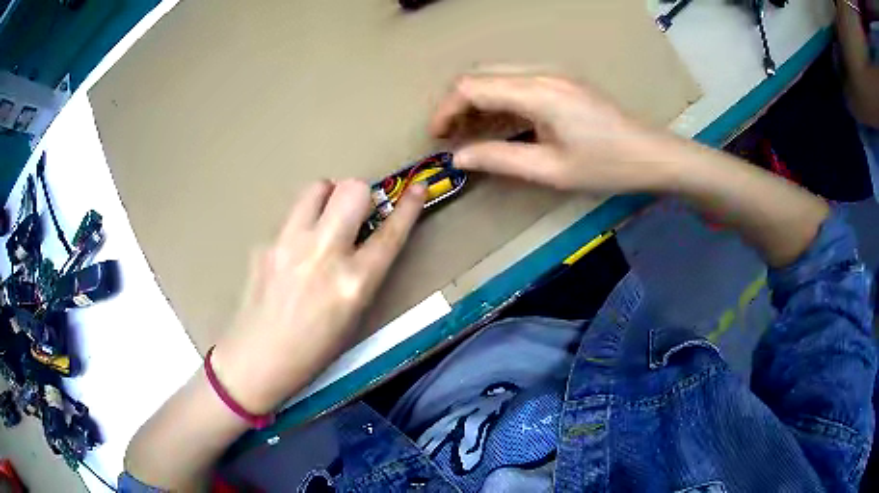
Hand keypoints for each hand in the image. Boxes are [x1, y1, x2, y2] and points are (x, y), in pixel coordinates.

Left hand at [211, 180, 425, 413]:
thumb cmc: (313, 350)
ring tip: (323, 219)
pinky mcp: (265, 243)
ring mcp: (289, 244)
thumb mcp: (353, 316)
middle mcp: (324, 254)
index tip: (418, 186)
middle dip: (360, 194)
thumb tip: (364, 238)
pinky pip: (291, 218)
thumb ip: (363, 273)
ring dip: (328, 197)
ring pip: (317, 188)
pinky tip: (292, 253)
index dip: (409, 206)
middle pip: (352, 189)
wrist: (258, 359)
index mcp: (354, 282)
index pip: (391, 232)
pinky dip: (301, 225)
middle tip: (354, 212)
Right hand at [431, 74, 671, 193]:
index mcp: (537, 92)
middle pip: (480, 74)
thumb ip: (500, 160)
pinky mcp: (560, 80)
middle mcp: (540, 73)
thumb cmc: (606, 166)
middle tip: (450, 136)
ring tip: (469, 133)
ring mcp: (552, 73)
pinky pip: (516, 81)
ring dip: (476, 100)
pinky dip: (497, 99)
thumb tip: (459, 157)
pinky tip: (498, 123)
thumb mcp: (551, 171)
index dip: (446, 109)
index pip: (472, 86)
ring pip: (496, 76)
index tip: (437, 136)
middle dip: (457, 103)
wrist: (650, 154)